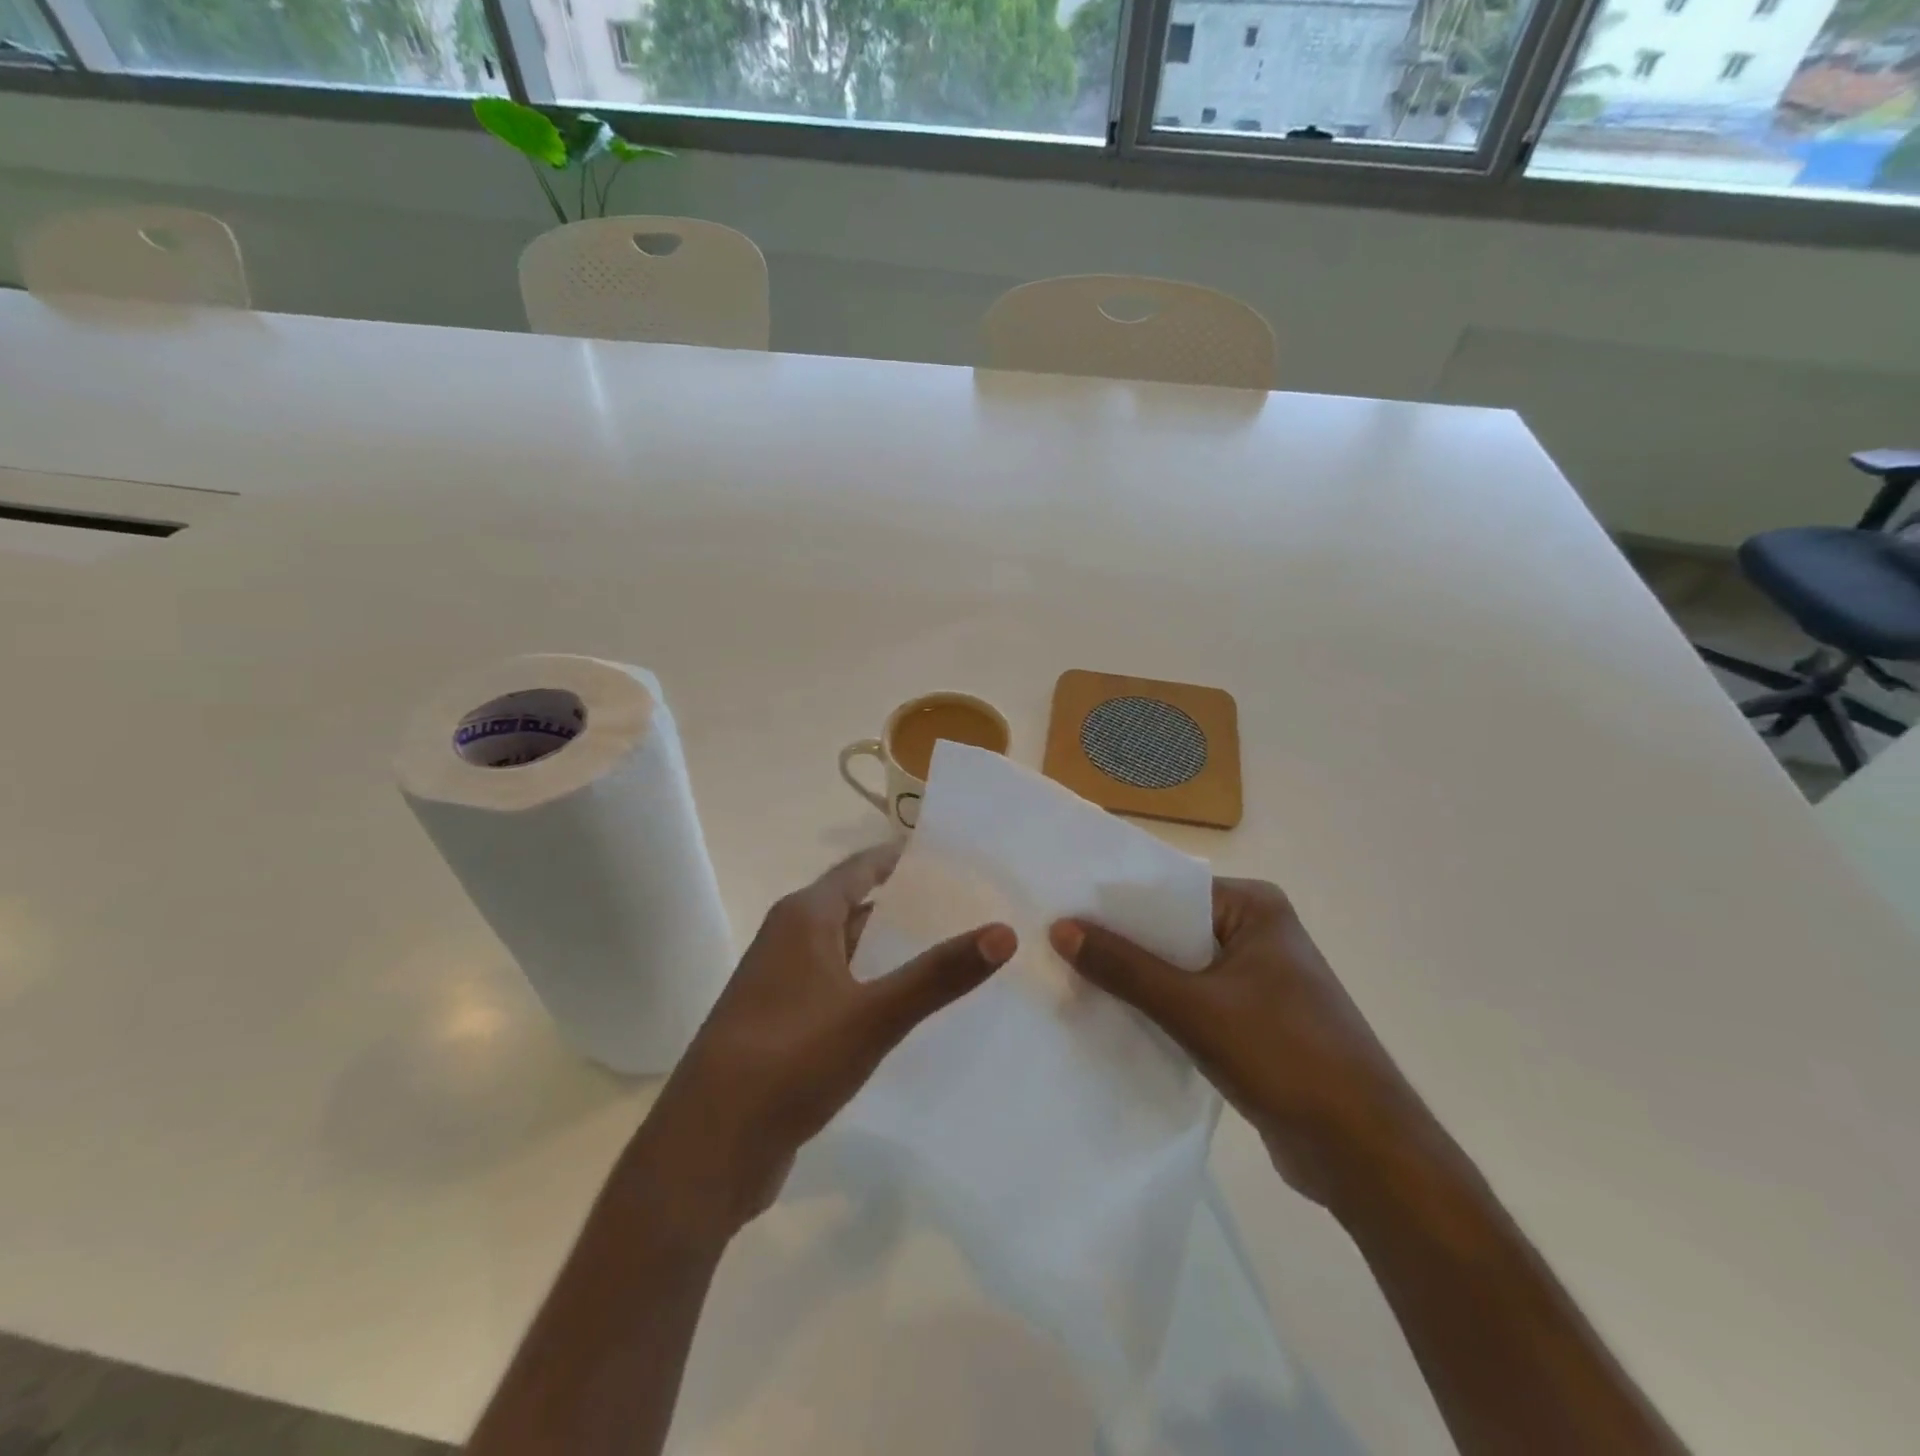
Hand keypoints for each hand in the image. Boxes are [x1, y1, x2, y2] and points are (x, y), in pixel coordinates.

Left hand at [628, 844, 1016, 1237]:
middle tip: (968, 907)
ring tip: (950, 953)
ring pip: (848, 952)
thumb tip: (1005, 932)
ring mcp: (782, 986)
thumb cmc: (790, 1060)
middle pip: (856, 907)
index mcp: (804, 918)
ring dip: (891, 951)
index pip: (860, 868)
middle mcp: (788, 940)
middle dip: (906, 906)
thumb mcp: (874, 1014)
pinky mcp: (783, 1028)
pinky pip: (839, 990)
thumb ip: (939, 974)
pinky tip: (908, 1009)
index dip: (902, 858)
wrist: (708, 1149)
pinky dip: (873, 988)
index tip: (952, 856)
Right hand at [1051, 878, 1428, 1209]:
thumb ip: (1126, 968)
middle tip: (1053, 945)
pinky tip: (1111, 1018)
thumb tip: (1061, 927)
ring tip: (1069, 979)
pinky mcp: (1253, 1021)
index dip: (1115, 902)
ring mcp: (1257, 980)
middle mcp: (1257, 933)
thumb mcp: (1195, 1008)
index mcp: (1254, 908)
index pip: (1169, 890)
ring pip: (1178, 968)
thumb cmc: (1285, 1057)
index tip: (1059, 908)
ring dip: (1135, 980)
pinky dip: (1157, 1009)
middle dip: (1119, 944)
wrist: (1365, 1154)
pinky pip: (1191, 1001)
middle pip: (1171, 930)